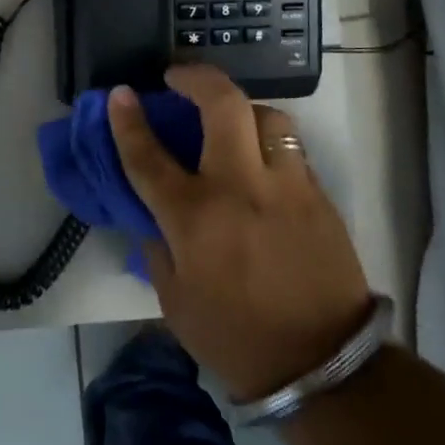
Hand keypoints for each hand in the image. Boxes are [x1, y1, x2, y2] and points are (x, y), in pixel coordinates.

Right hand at [109, 65, 373, 401]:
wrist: (325, 367)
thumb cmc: (235, 337)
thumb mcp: (174, 300)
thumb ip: (157, 246)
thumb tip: (153, 212)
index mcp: (194, 217)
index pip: (148, 154)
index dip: (128, 120)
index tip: (120, 95)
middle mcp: (240, 187)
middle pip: (221, 104)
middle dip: (196, 77)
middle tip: (178, 77)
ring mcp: (286, 186)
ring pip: (266, 115)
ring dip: (240, 108)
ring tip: (228, 119)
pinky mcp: (319, 196)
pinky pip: (291, 149)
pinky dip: (268, 141)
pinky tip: (260, 160)